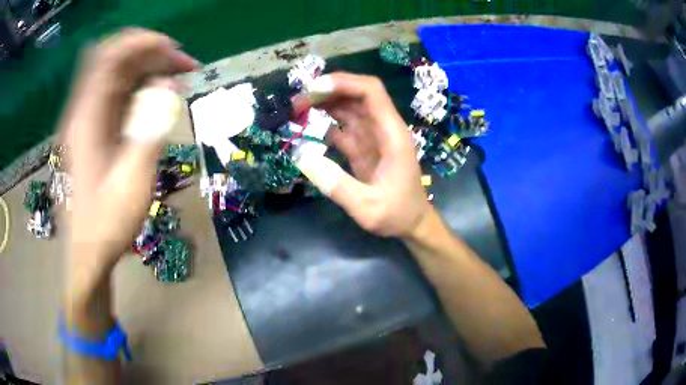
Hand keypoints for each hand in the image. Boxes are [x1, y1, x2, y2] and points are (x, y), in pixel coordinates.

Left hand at [61, 29, 197, 269]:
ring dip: (148, 70)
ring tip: (177, 81)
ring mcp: (86, 120)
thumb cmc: (107, 223)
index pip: (110, 55)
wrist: (88, 252)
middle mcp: (83, 110)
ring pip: (118, 75)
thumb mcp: (133, 181)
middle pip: (116, 59)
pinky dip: (140, 89)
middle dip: (151, 54)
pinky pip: (117, 95)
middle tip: (184, 68)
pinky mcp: (93, 130)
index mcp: (87, 118)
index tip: (174, 51)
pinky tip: (158, 101)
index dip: (143, 43)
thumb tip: (169, 86)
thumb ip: (151, 128)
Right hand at [293, 73, 431, 237]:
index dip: (343, 83)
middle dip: (327, 91)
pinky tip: (306, 127)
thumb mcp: (368, 207)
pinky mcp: (363, 146)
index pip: (371, 91)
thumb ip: (338, 186)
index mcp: (391, 133)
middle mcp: (382, 128)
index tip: (313, 89)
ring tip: (296, 110)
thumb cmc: (397, 214)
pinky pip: (343, 126)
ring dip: (323, 104)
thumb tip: (302, 156)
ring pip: (348, 107)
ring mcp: (372, 136)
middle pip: (356, 94)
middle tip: (297, 102)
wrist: (412, 223)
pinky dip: (324, 123)